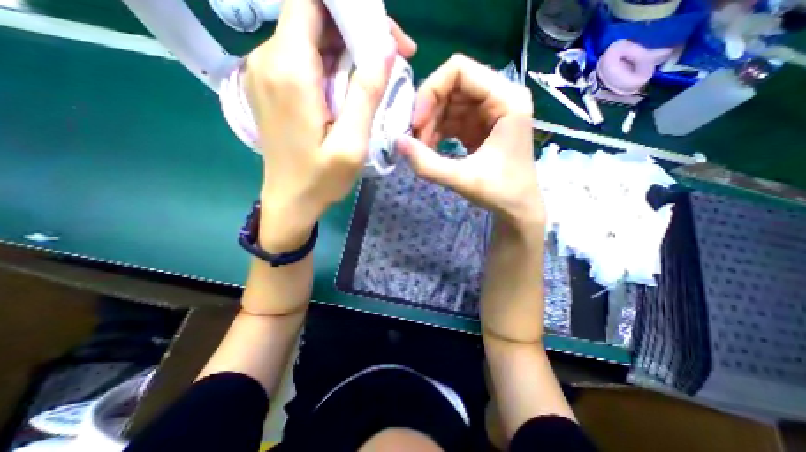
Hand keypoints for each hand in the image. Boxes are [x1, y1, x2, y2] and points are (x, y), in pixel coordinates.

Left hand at [246, 0, 415, 250]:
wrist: (290, 201)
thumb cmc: (321, 179)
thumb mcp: (352, 143)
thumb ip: (366, 94)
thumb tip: (386, 48)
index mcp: (289, 70)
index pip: (311, 1)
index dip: (351, 7)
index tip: (384, 35)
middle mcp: (269, 60)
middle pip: (314, 18)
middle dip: (357, 30)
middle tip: (393, 59)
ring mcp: (266, 73)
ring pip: (311, 39)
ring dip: (347, 51)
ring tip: (376, 78)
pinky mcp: (272, 87)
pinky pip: (304, 60)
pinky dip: (332, 66)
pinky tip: (351, 90)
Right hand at [396, 55, 544, 229]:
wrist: (517, 208)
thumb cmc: (500, 193)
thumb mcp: (462, 179)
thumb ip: (427, 164)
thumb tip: (396, 142)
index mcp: (506, 99)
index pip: (459, 70)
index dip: (431, 91)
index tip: (417, 123)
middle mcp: (500, 97)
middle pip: (451, 85)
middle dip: (428, 111)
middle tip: (416, 140)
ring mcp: (489, 111)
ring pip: (448, 102)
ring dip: (430, 123)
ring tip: (422, 148)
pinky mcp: (479, 126)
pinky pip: (451, 119)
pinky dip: (436, 131)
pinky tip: (430, 149)